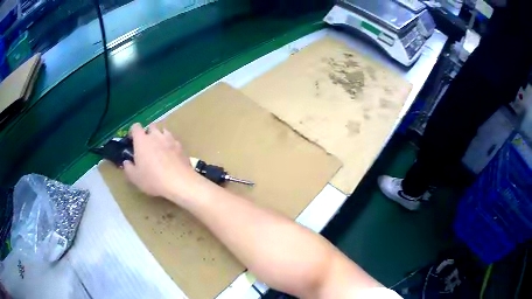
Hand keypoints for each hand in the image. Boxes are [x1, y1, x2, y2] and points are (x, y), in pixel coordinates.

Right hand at [123, 123, 201, 200]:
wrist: (180, 182)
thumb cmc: (153, 179)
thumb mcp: (135, 177)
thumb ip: (128, 168)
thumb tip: (126, 162)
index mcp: (142, 140)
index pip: (135, 127)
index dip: (133, 132)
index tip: (132, 140)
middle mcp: (156, 135)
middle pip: (151, 126)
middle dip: (148, 132)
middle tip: (146, 145)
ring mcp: (170, 139)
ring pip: (164, 131)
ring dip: (160, 136)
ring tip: (159, 148)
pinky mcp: (181, 146)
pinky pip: (174, 141)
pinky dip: (171, 145)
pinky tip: (171, 155)